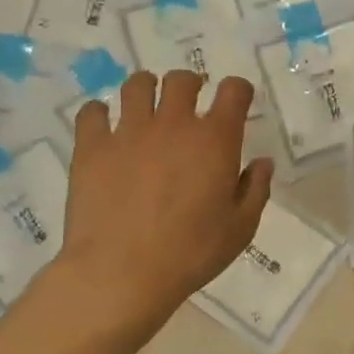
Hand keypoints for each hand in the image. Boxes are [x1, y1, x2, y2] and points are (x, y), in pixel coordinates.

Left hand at [56, 70, 272, 340]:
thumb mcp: (241, 228)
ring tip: (147, 107)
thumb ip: (255, 189)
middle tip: (189, 104)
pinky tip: (105, 127)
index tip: (237, 101)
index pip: (233, 91)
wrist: (122, 272)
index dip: (238, 90)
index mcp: (216, 140)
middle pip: (182, 80)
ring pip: (136, 85)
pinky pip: (91, 112)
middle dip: (190, 85)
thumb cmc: (192, 252)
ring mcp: (129, 132)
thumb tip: (261, 162)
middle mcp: (174, 124)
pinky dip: (99, 113)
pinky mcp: (91, 147)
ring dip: (146, 89)